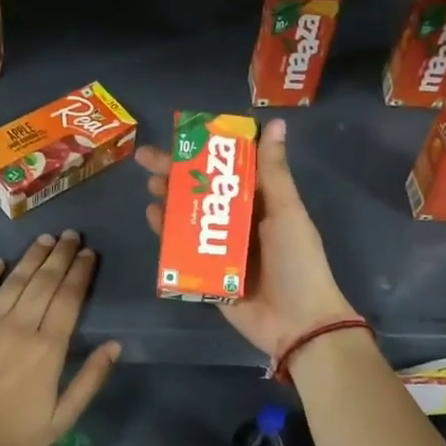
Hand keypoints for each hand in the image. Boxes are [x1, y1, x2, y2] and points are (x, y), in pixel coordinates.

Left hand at [0, 231, 121, 445]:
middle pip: (44, 282)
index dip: (80, 273)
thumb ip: (90, 379)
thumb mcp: (62, 419)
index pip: (69, 298)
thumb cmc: (12, 440)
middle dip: (60, 255)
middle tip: (71, 235)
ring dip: (32, 257)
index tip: (89, 253)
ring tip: (45, 238)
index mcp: (48, 349)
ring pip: (14, 281)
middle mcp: (18, 327)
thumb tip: (115, 345)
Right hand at [138, 117, 354, 357]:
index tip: (179, 137)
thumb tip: (274, 122)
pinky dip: (168, 234)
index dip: (204, 153)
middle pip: (203, 192)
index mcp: (262, 204)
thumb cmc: (297, 262)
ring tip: (151, 188)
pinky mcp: (208, 275)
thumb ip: (273, 171)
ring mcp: (222, 250)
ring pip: (190, 218)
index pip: (229, 170)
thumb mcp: (287, 212)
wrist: (299, 324)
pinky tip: (153, 219)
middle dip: (176, 175)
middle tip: (147, 161)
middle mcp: (241, 223)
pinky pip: (184, 250)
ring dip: (170, 201)